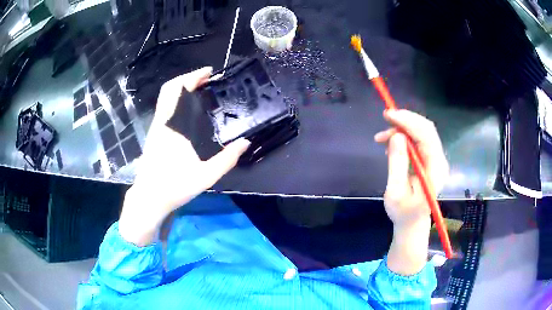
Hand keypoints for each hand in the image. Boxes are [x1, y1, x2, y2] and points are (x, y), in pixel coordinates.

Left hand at [119, 67, 250, 245]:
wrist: (149, 198)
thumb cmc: (175, 187)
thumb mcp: (206, 176)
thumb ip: (227, 159)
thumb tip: (246, 143)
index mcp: (173, 126)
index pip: (179, 90)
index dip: (194, 76)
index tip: (210, 73)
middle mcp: (162, 122)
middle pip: (169, 88)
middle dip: (187, 78)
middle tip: (206, 78)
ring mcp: (155, 127)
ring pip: (165, 97)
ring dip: (181, 88)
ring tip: (200, 90)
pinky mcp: (153, 134)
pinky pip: (164, 107)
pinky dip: (176, 99)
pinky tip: (188, 108)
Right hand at [374, 109, 448, 227]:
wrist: (412, 223)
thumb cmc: (403, 212)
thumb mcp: (395, 191)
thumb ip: (397, 163)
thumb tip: (396, 136)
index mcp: (435, 170)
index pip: (426, 136)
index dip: (408, 122)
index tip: (389, 115)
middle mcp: (439, 160)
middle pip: (426, 129)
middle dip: (406, 120)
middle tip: (385, 118)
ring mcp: (435, 159)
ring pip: (422, 132)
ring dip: (402, 128)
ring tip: (381, 138)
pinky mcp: (430, 159)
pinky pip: (418, 139)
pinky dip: (404, 136)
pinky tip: (391, 143)